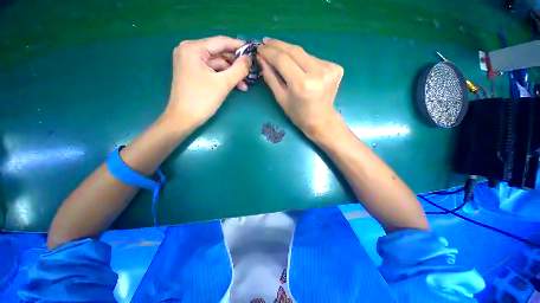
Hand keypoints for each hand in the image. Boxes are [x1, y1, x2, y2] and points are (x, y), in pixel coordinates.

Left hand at [164, 36, 250, 129]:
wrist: (183, 119)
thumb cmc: (202, 100)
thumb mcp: (223, 84)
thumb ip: (239, 69)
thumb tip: (250, 59)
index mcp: (193, 49)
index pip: (221, 42)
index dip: (239, 46)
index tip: (253, 51)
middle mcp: (189, 51)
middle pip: (219, 53)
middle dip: (235, 64)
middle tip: (250, 72)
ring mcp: (190, 62)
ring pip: (217, 64)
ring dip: (231, 74)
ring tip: (244, 85)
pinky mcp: (193, 72)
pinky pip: (212, 71)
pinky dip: (223, 77)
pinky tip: (235, 86)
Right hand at [257, 38, 343, 138]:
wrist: (321, 120)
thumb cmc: (298, 114)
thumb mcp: (281, 99)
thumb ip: (271, 77)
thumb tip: (261, 58)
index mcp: (302, 85)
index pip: (283, 60)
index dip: (269, 52)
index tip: (259, 48)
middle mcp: (318, 73)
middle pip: (294, 51)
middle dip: (278, 45)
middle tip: (266, 42)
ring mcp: (329, 69)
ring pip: (304, 53)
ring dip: (290, 52)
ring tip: (279, 54)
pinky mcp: (336, 67)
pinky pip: (313, 59)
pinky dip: (303, 60)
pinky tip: (298, 66)